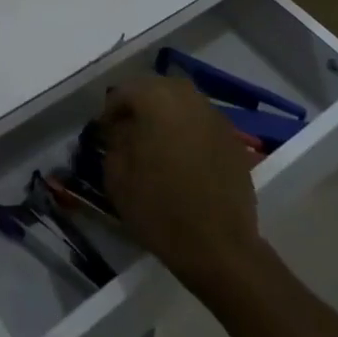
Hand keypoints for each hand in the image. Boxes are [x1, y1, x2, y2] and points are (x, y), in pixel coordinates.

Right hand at [100, 75, 263, 291]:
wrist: (219, 247)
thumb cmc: (160, 209)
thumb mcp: (117, 177)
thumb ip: (114, 142)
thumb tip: (118, 129)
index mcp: (157, 99)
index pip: (124, 91)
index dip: (110, 111)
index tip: (104, 134)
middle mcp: (188, 98)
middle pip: (156, 89)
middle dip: (140, 106)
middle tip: (128, 133)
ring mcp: (215, 117)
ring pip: (182, 103)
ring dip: (166, 116)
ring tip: (156, 144)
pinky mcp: (233, 139)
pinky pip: (202, 123)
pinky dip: (188, 131)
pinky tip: (182, 158)